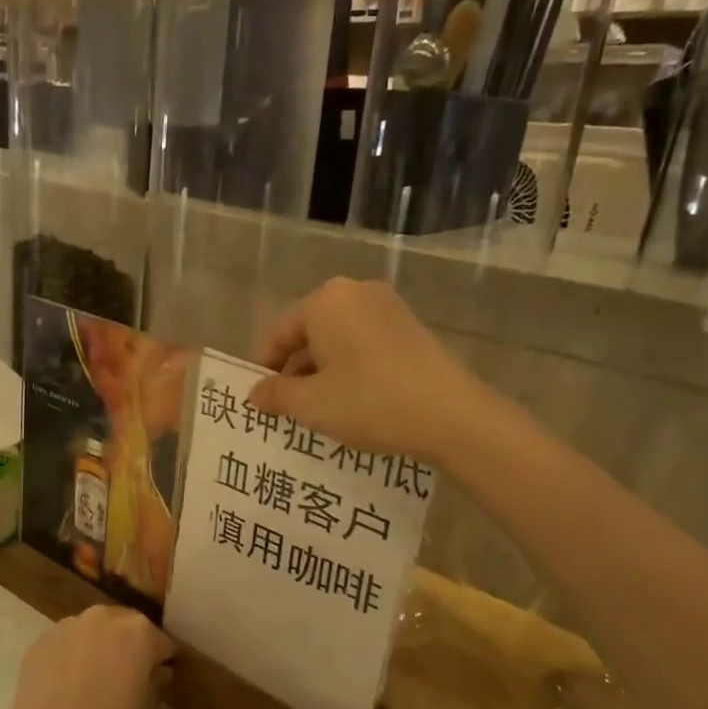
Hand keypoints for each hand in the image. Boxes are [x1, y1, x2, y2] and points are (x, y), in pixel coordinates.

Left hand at [0, 605, 175, 708]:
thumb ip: (154, 685)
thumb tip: (157, 672)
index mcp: (137, 634)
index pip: (160, 642)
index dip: (160, 662)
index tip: (157, 681)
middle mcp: (102, 619)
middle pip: (125, 626)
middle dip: (129, 646)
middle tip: (126, 681)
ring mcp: (66, 627)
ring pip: (92, 630)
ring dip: (98, 646)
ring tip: (93, 682)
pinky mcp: (38, 643)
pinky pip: (65, 643)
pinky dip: (71, 656)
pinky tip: (66, 686)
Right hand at [248, 278, 493, 464]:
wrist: (452, 416)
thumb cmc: (369, 402)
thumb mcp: (310, 404)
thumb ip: (275, 394)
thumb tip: (255, 392)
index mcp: (325, 301)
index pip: (278, 332)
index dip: (263, 367)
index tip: (258, 399)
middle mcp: (355, 292)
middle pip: (309, 332)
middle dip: (294, 369)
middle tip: (286, 406)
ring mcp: (388, 307)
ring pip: (338, 339)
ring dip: (322, 371)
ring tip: (318, 408)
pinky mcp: (411, 328)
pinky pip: (364, 344)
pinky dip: (350, 368)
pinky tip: (353, 400)